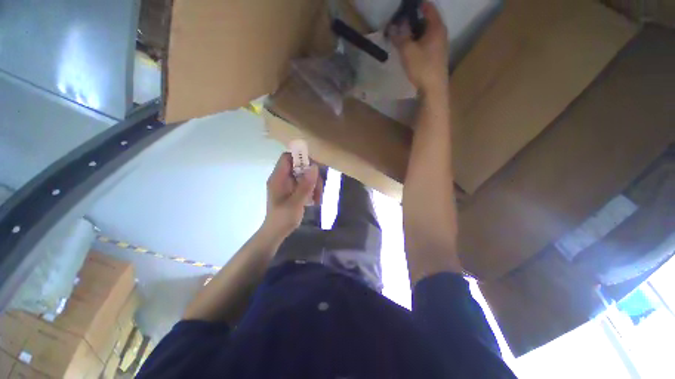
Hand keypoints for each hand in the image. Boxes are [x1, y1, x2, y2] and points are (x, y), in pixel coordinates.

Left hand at [262, 153, 320, 238]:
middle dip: (312, 176)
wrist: (276, 232)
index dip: (300, 158)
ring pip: (305, 176)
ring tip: (318, 199)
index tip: (314, 167)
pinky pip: (305, 184)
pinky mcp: (293, 190)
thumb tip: (314, 167)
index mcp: (278, 178)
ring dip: (314, 185)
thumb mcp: (296, 203)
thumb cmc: (283, 219)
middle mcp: (283, 178)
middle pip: (300, 167)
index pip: (287, 157)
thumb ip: (305, 185)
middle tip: (319, 189)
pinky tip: (315, 201)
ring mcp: (288, 184)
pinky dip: (312, 190)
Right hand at [389, 2, 448, 92]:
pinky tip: (410, 50)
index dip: (416, 5)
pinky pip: (427, 42)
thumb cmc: (422, 67)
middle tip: (399, 25)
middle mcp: (441, 33)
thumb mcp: (407, 51)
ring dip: (415, 33)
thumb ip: (400, 36)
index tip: (404, 9)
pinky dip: (418, 42)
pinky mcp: (437, 56)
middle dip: (413, 20)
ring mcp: (440, 45)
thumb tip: (393, 26)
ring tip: (402, 38)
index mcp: (436, 27)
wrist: (433, 89)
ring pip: (426, 33)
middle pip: (427, 20)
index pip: (428, 7)